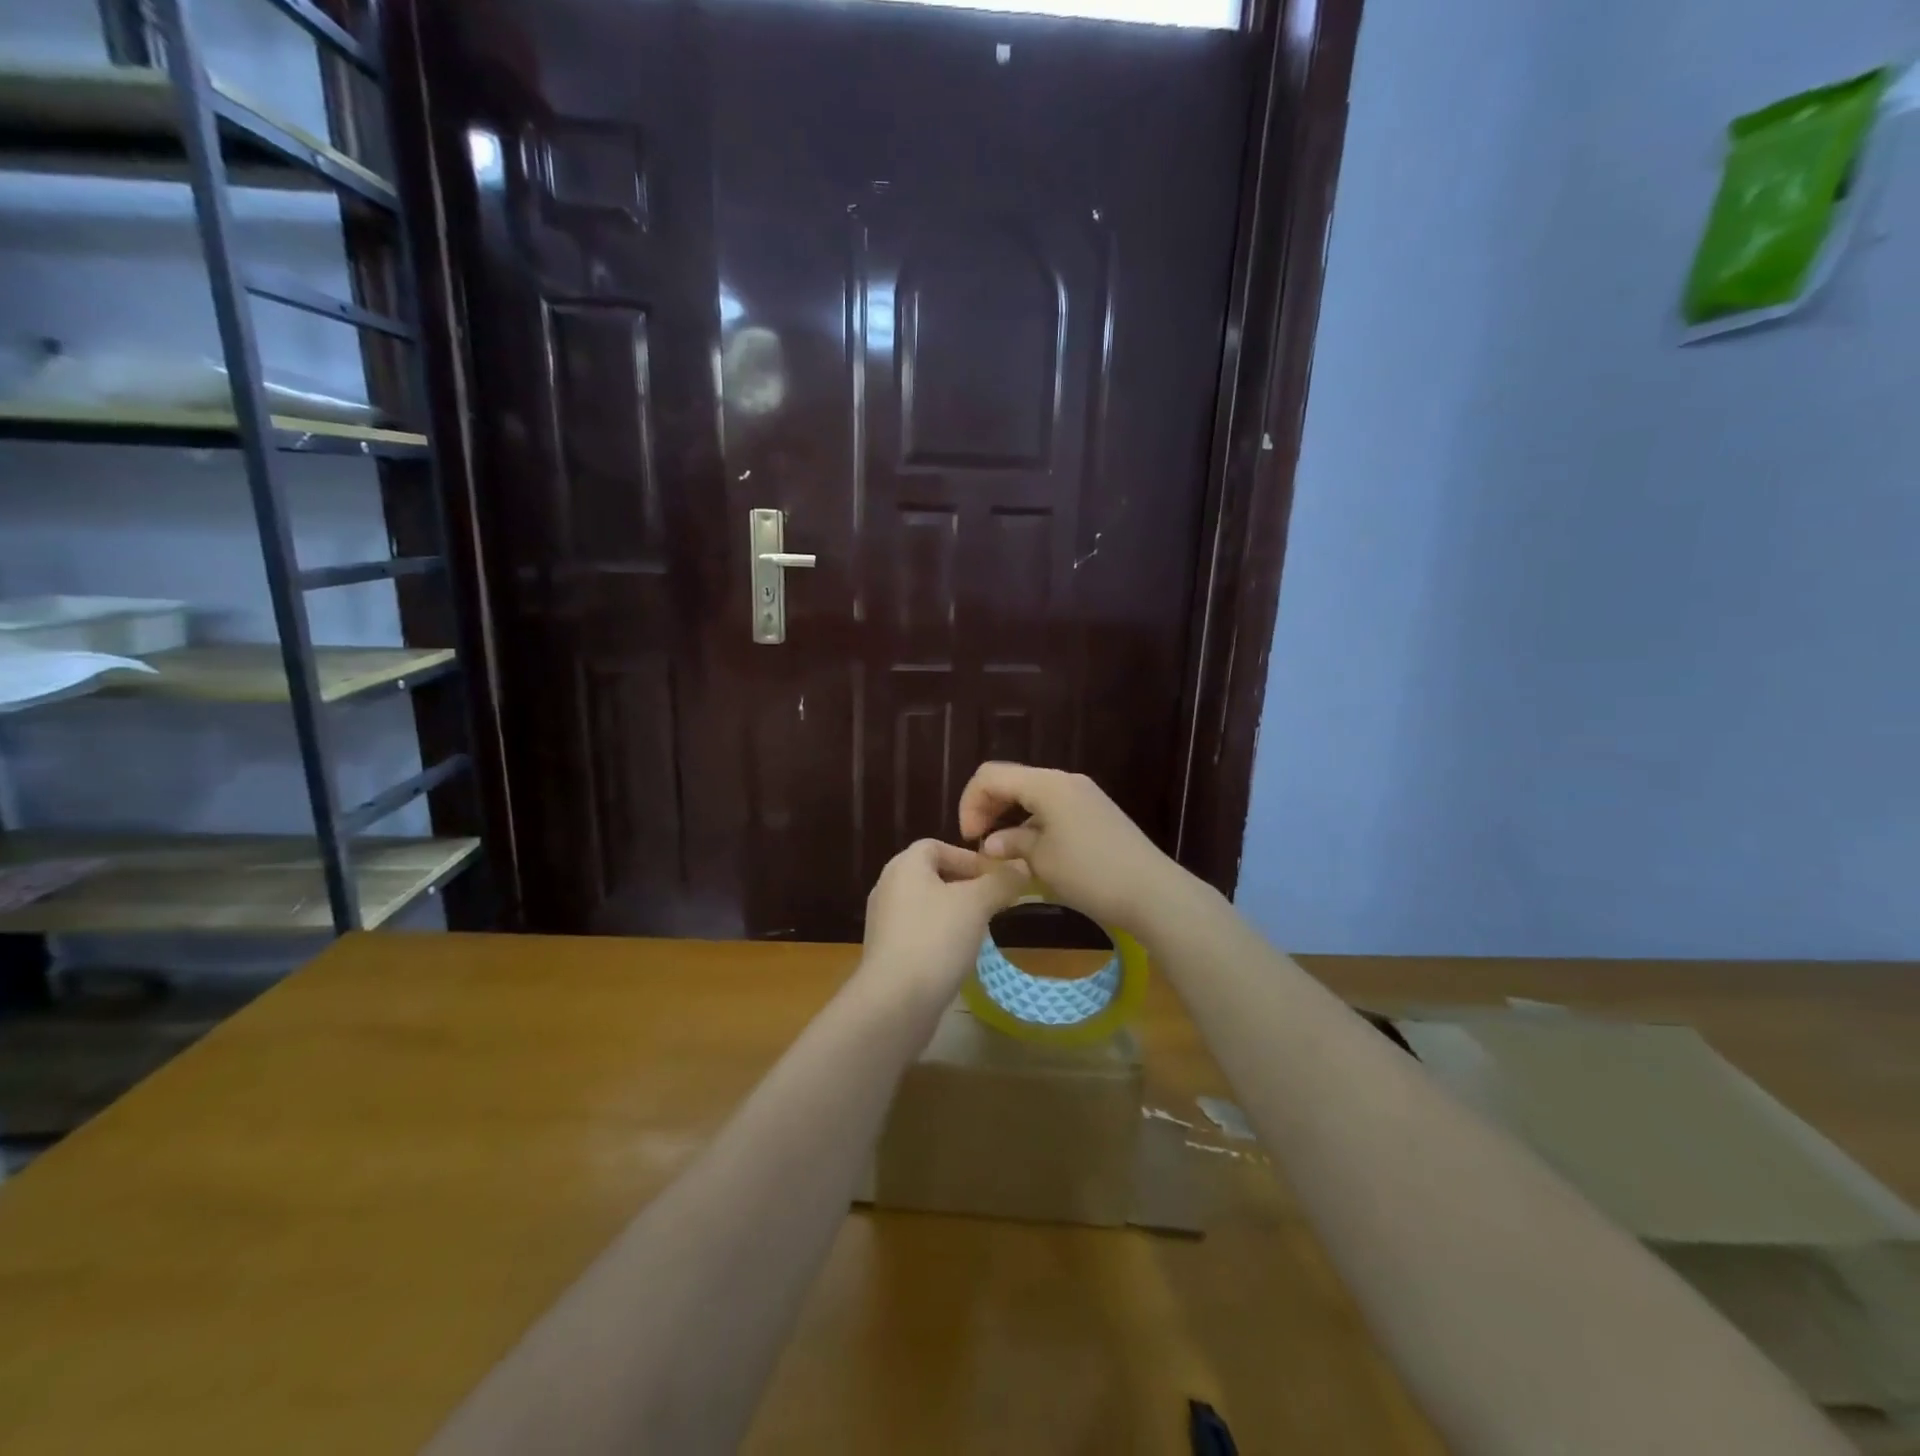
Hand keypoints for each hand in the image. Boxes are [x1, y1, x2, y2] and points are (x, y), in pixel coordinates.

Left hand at [860, 839, 1030, 1004]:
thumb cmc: (936, 938)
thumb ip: (1001, 881)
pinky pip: (919, 932)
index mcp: (904, 866)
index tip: (996, 877)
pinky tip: (959, 954)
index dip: (968, 857)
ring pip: (927, 905)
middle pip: (932, 875)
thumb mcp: (977, 903)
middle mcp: (888, 887)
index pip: (936, 845)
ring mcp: (884, 922)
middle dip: (966, 885)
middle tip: (994, 902)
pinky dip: (941, 936)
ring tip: (982, 928)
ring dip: (955, 912)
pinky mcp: (887, 952)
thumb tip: (1022, 866)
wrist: (896, 1001)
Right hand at [957, 763, 1179, 934]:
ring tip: (1005, 853)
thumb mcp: (1042, 861)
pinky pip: (1053, 807)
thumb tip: (992, 842)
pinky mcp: (1096, 812)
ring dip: (1011, 818)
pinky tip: (1034, 853)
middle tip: (981, 844)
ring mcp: (1084, 794)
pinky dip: (1034, 823)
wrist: (1152, 892)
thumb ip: (1011, 843)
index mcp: (1047, 784)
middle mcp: (1065, 780)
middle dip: (989, 808)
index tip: (970, 839)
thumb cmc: (1090, 874)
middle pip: (1012, 781)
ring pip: (1033, 795)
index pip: (991, 776)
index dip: (971, 803)